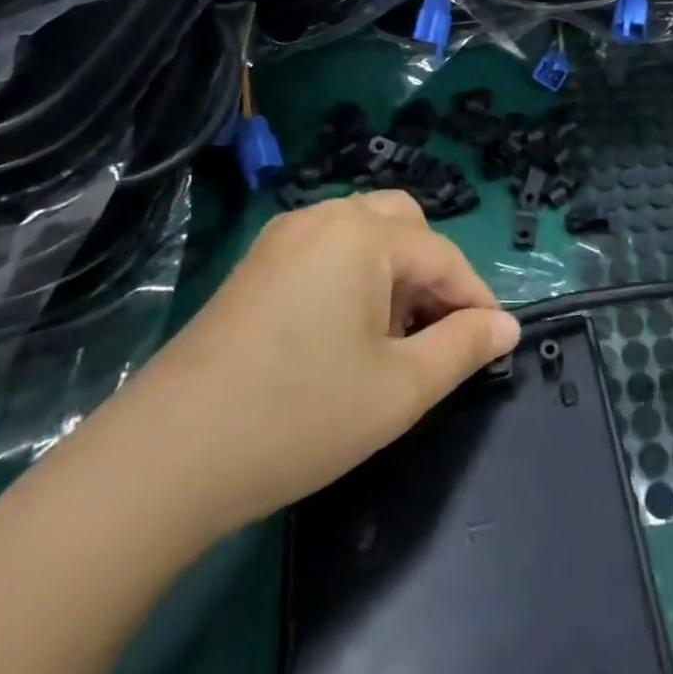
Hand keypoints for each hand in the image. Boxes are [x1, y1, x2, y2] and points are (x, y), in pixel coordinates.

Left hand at [123, 191, 519, 533]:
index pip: (443, 256)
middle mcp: (325, 217)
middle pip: (403, 225)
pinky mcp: (255, 264)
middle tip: (433, 334)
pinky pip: (325, 250)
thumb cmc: (299, 415)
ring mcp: (283, 237)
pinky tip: (340, 333)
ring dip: (392, 273)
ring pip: (363, 233)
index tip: (492, 344)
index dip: (475, 299)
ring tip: (389, 339)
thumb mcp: (399, 390)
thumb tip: (506, 326)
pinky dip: (352, 276)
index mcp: (364, 233)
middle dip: (431, 273)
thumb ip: (463, 349)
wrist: (166, 456)